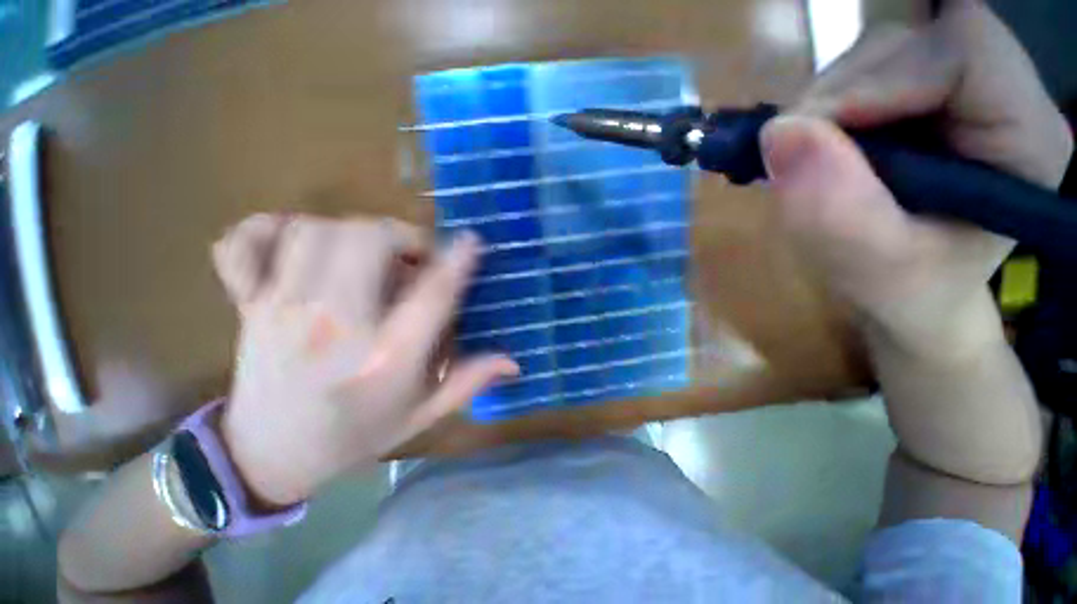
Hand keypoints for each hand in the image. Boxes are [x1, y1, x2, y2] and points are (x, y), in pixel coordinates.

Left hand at [210, 214, 517, 505]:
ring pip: (316, 230)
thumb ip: (470, 381)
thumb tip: (514, 363)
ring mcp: (281, 309)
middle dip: (402, 235)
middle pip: (367, 242)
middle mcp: (334, 326)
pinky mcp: (248, 303)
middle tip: (414, 256)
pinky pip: (245, 242)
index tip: (473, 240)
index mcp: (385, 360)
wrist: (267, 456)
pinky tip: (300, 243)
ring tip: (371, 255)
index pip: (431, 296)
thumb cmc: (356, 435)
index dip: (457, 261)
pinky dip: (272, 228)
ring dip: (353, 231)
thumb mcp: (423, 413)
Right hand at [760, 0, 1072, 362]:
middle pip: (917, 38)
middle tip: (793, 149)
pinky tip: (814, 148)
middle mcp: (1003, 96)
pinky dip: (825, 105)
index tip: (808, 133)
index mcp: (1025, 137)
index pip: (962, 50)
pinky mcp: (922, 98)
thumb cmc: (906, 293)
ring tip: (803, 158)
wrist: (910, 294)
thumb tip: (779, 134)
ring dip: (827, 98)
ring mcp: (961, 91)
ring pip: (884, 50)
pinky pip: (866, 71)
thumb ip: (834, 210)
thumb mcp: (872, 268)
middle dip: (842, 88)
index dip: (879, 78)